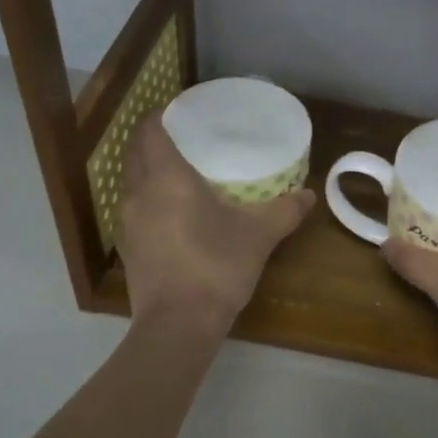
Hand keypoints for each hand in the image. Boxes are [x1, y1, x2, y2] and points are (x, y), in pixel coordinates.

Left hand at [118, 115, 313, 332]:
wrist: (178, 325)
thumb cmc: (216, 267)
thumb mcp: (259, 236)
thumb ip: (285, 210)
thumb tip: (309, 195)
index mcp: (165, 177)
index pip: (149, 129)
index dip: (162, 114)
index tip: (183, 111)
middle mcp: (138, 192)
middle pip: (136, 152)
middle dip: (155, 140)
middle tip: (187, 139)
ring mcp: (127, 222)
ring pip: (132, 181)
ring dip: (149, 171)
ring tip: (181, 173)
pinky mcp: (127, 248)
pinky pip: (134, 209)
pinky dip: (149, 200)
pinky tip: (173, 213)